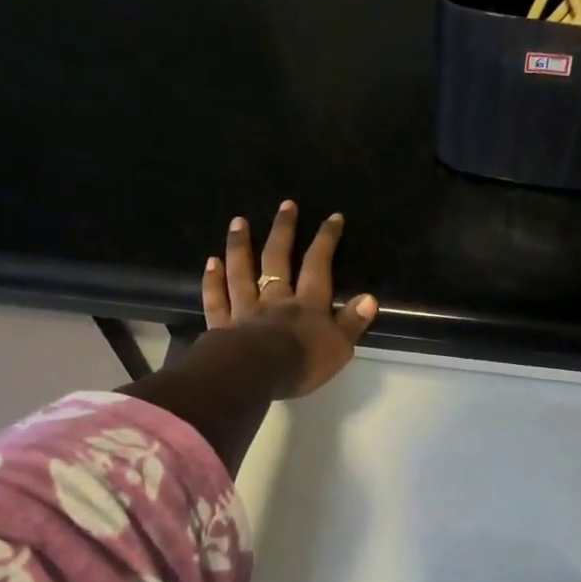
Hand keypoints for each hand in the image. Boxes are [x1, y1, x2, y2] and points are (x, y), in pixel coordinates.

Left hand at [203, 201, 378, 398]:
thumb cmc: (301, 364)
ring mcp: (245, 311)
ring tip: (239, 222)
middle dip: (283, 231)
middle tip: (285, 205)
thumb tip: (369, 299)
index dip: (326, 240)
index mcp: (307, 305)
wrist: (255, 376)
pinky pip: (217, 300)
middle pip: (277, 260)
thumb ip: (352, 323)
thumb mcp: (338, 347)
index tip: (332, 217)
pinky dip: (213, 281)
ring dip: (240, 246)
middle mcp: (275, 300)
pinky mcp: (222, 327)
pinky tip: (211, 262)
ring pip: (242, 273)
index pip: (318, 267)